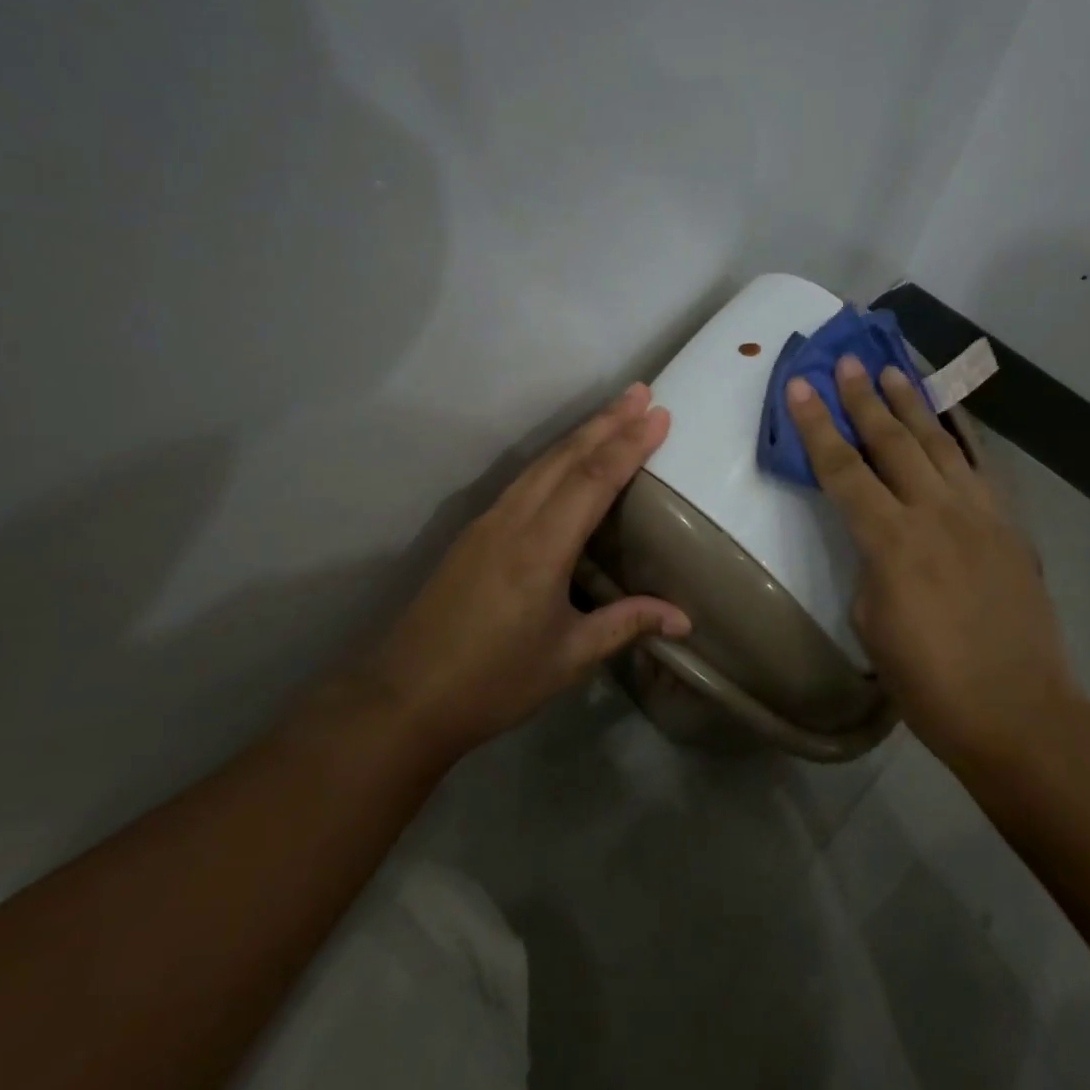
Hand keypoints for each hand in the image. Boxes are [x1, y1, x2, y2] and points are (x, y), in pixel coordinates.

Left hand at [347, 384, 690, 762]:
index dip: (629, 445)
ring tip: (613, 412)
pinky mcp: (474, 533)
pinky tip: (567, 459)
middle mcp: (513, 521)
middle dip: (606, 421)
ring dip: (580, 434)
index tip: (659, 414)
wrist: (405, 697)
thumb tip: (684, 619)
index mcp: (541, 549)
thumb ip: (626, 624)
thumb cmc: (494, 682)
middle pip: (565, 457)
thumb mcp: (569, 657)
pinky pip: (524, 480)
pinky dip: (555, 458)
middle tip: (641, 391)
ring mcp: (488, 523)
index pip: (593, 480)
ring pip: (541, 463)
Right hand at [785, 356, 1078, 767]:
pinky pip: (980, 468)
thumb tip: (881, 541)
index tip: (798, 386)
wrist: (1018, 712)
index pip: (842, 470)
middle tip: (846, 361)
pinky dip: (960, 436)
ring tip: (893, 371)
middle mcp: (935, 513)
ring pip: (939, 444)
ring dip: (912, 404)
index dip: (815, 426)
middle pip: (892, 442)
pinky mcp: (1008, 527)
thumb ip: (871, 565)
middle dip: (864, 398)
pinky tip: (949, 418)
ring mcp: (979, 515)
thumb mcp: (872, 622)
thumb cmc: (929, 680)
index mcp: (891, 542)